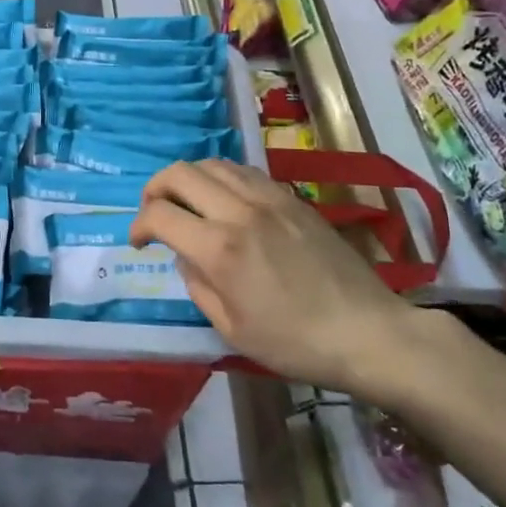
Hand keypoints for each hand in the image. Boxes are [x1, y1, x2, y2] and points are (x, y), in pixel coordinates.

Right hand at [131, 160, 423, 394]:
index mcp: (220, 249)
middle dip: (154, 189)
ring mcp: (269, 198)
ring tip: (187, 202)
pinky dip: (221, 178)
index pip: (159, 214)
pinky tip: (224, 200)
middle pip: (179, 173)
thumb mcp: (231, 329)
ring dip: (188, 178)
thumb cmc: (295, 343)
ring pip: (211, 163)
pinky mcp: (291, 197)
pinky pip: (244, 171)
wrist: (368, 332)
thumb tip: (185, 254)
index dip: (138, 226)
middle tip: (154, 212)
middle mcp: (239, 211)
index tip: (138, 243)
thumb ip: (197, 284)